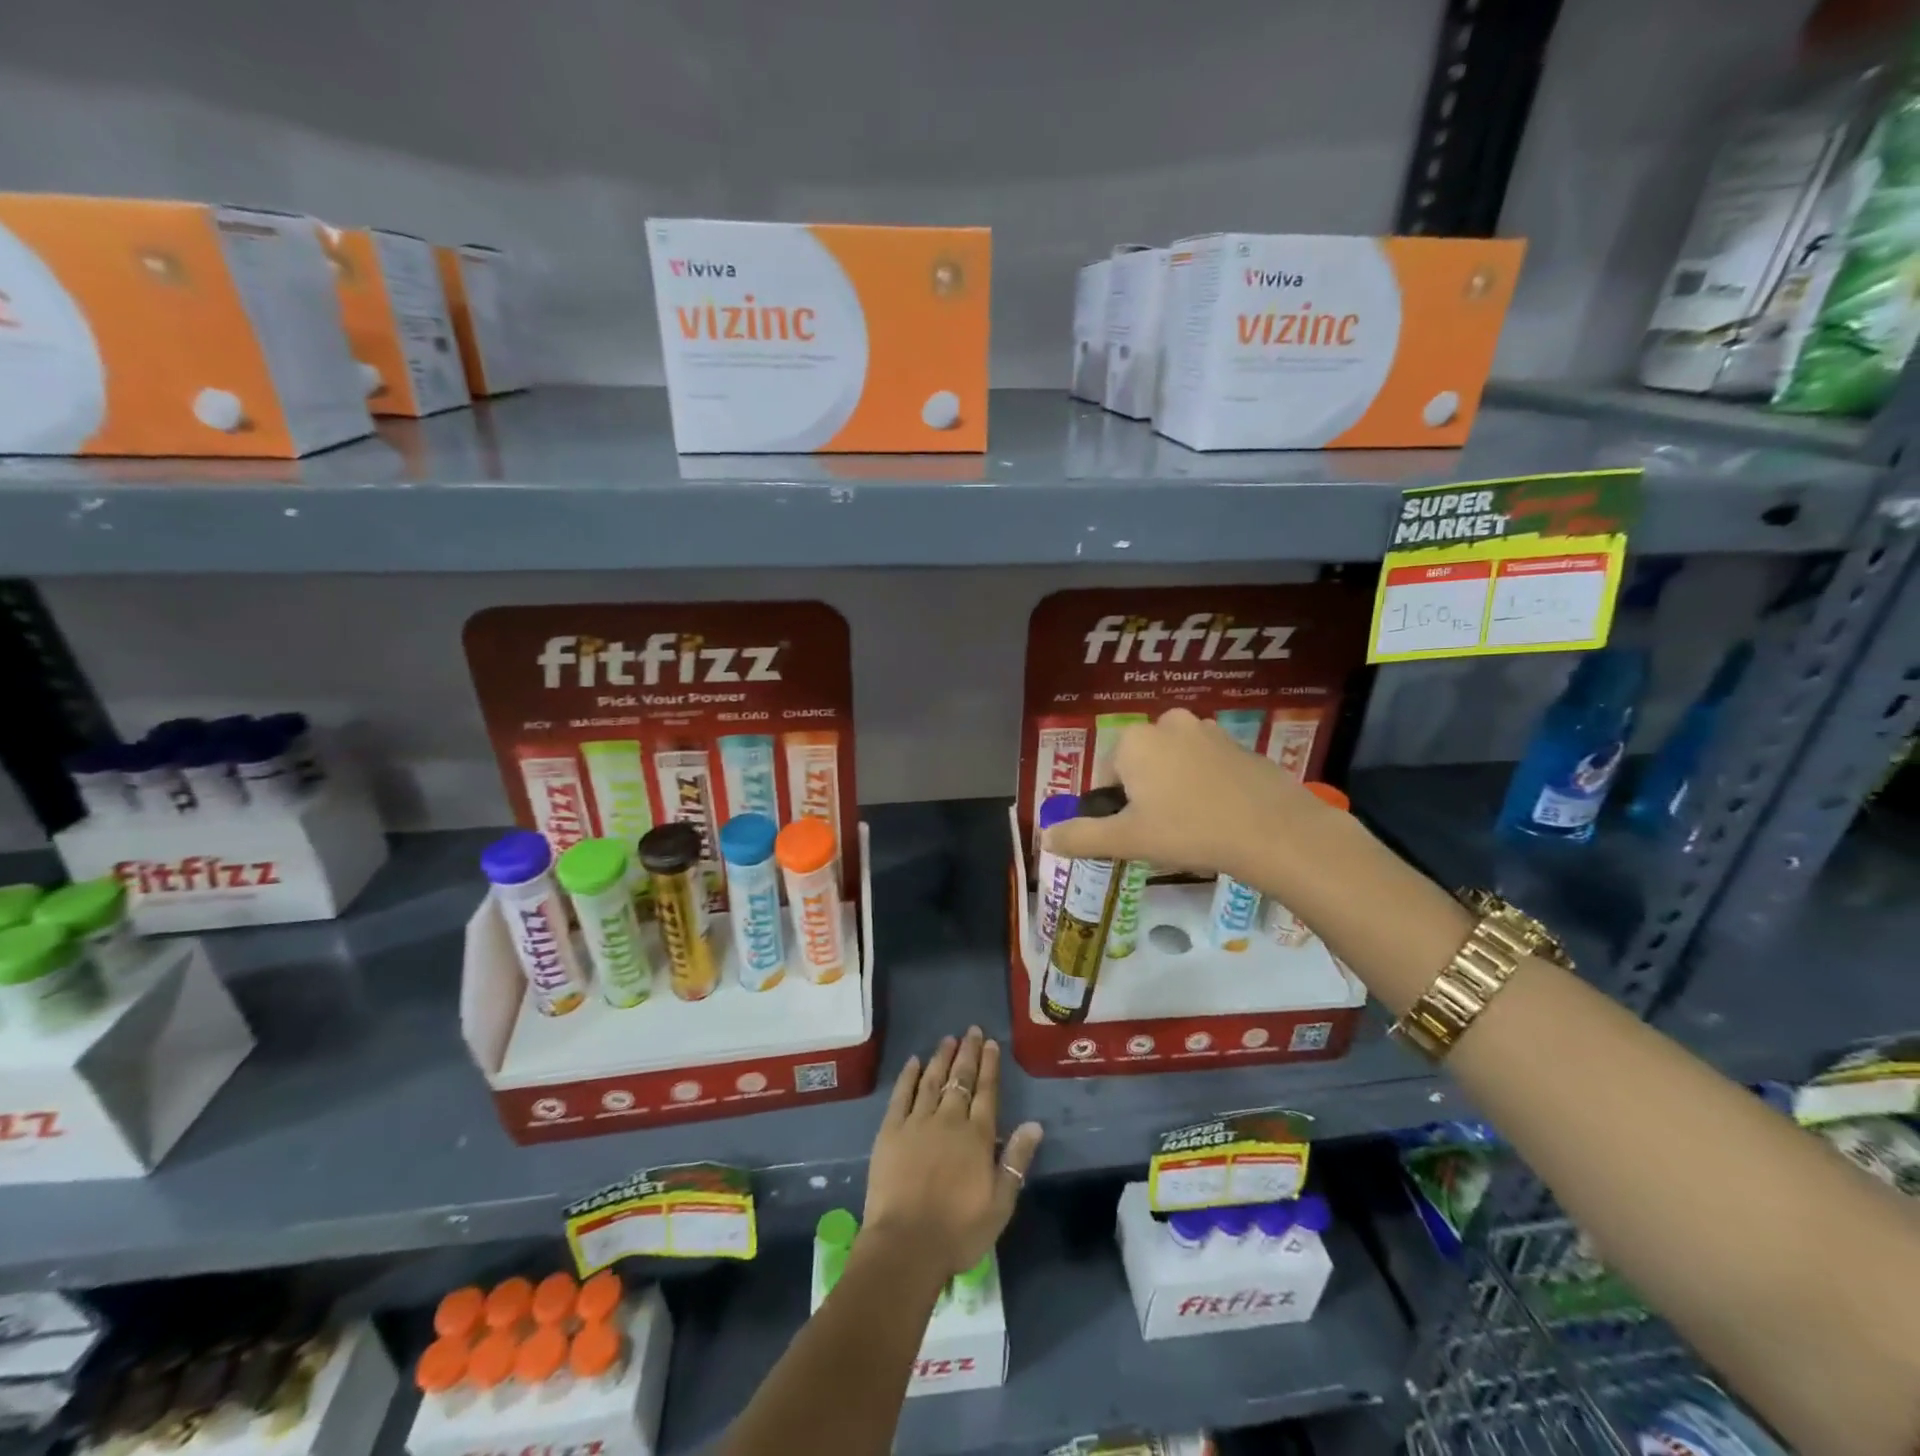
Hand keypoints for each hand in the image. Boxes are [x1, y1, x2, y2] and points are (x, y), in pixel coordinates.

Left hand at [863, 1027, 1043, 1278]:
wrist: (906, 1245)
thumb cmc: (958, 1231)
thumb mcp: (1000, 1204)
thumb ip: (1017, 1161)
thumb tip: (1034, 1125)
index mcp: (977, 1137)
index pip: (987, 1092)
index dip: (990, 1066)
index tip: (991, 1043)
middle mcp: (949, 1120)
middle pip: (961, 1079)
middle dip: (968, 1053)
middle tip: (972, 1031)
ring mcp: (917, 1122)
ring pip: (932, 1081)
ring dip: (941, 1058)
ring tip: (948, 1038)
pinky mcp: (890, 1131)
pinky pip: (901, 1095)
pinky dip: (909, 1076)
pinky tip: (914, 1062)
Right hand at [1043, 708, 1314, 879]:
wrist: (1274, 831)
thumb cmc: (1189, 831)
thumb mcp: (1126, 840)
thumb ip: (1081, 836)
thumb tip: (1045, 837)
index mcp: (1135, 740)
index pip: (1107, 777)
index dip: (1116, 809)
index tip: (1135, 834)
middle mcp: (1168, 724)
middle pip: (1141, 766)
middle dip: (1146, 796)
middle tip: (1163, 832)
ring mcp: (1208, 731)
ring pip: (1174, 765)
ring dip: (1175, 789)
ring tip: (1193, 827)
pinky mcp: (1240, 745)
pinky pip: (1208, 766)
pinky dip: (1206, 786)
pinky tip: (1220, 816)